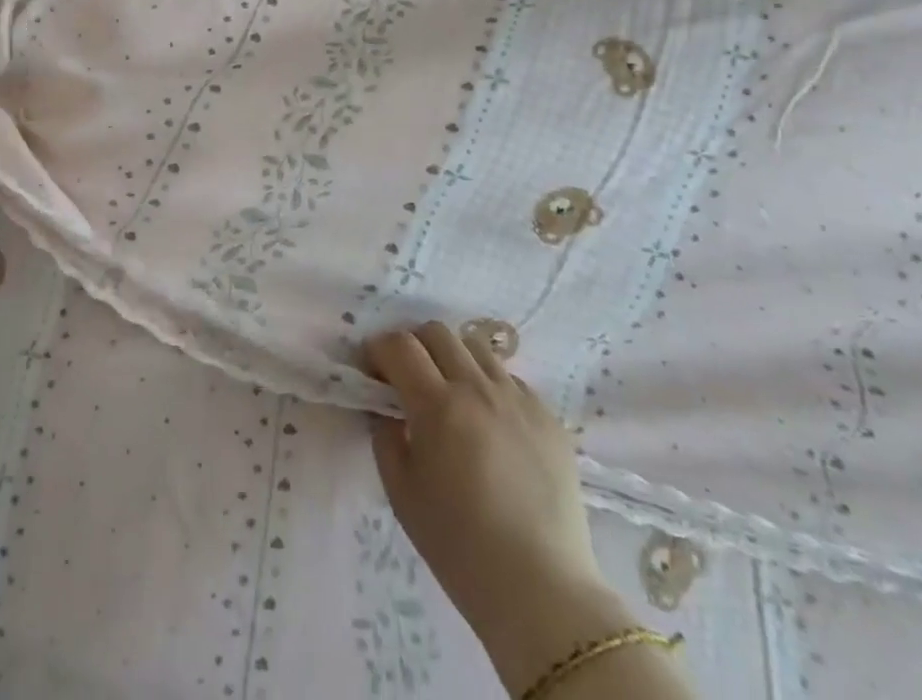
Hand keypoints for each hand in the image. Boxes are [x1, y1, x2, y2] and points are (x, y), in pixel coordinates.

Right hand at [366, 324, 629, 672]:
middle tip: (409, 379)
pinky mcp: (548, 417)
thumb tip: (387, 408)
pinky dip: (489, 387)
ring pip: (476, 347)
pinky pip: (510, 380)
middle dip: (414, 346)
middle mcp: (478, 388)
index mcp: (437, 405)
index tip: (373, 371)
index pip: (399, 345)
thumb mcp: (401, 491)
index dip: (378, 350)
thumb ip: (385, 436)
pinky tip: (490, 424)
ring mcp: (518, 399)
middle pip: (437, 332)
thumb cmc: (459, 546)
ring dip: (453, 359)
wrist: (541, 590)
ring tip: (452, 395)